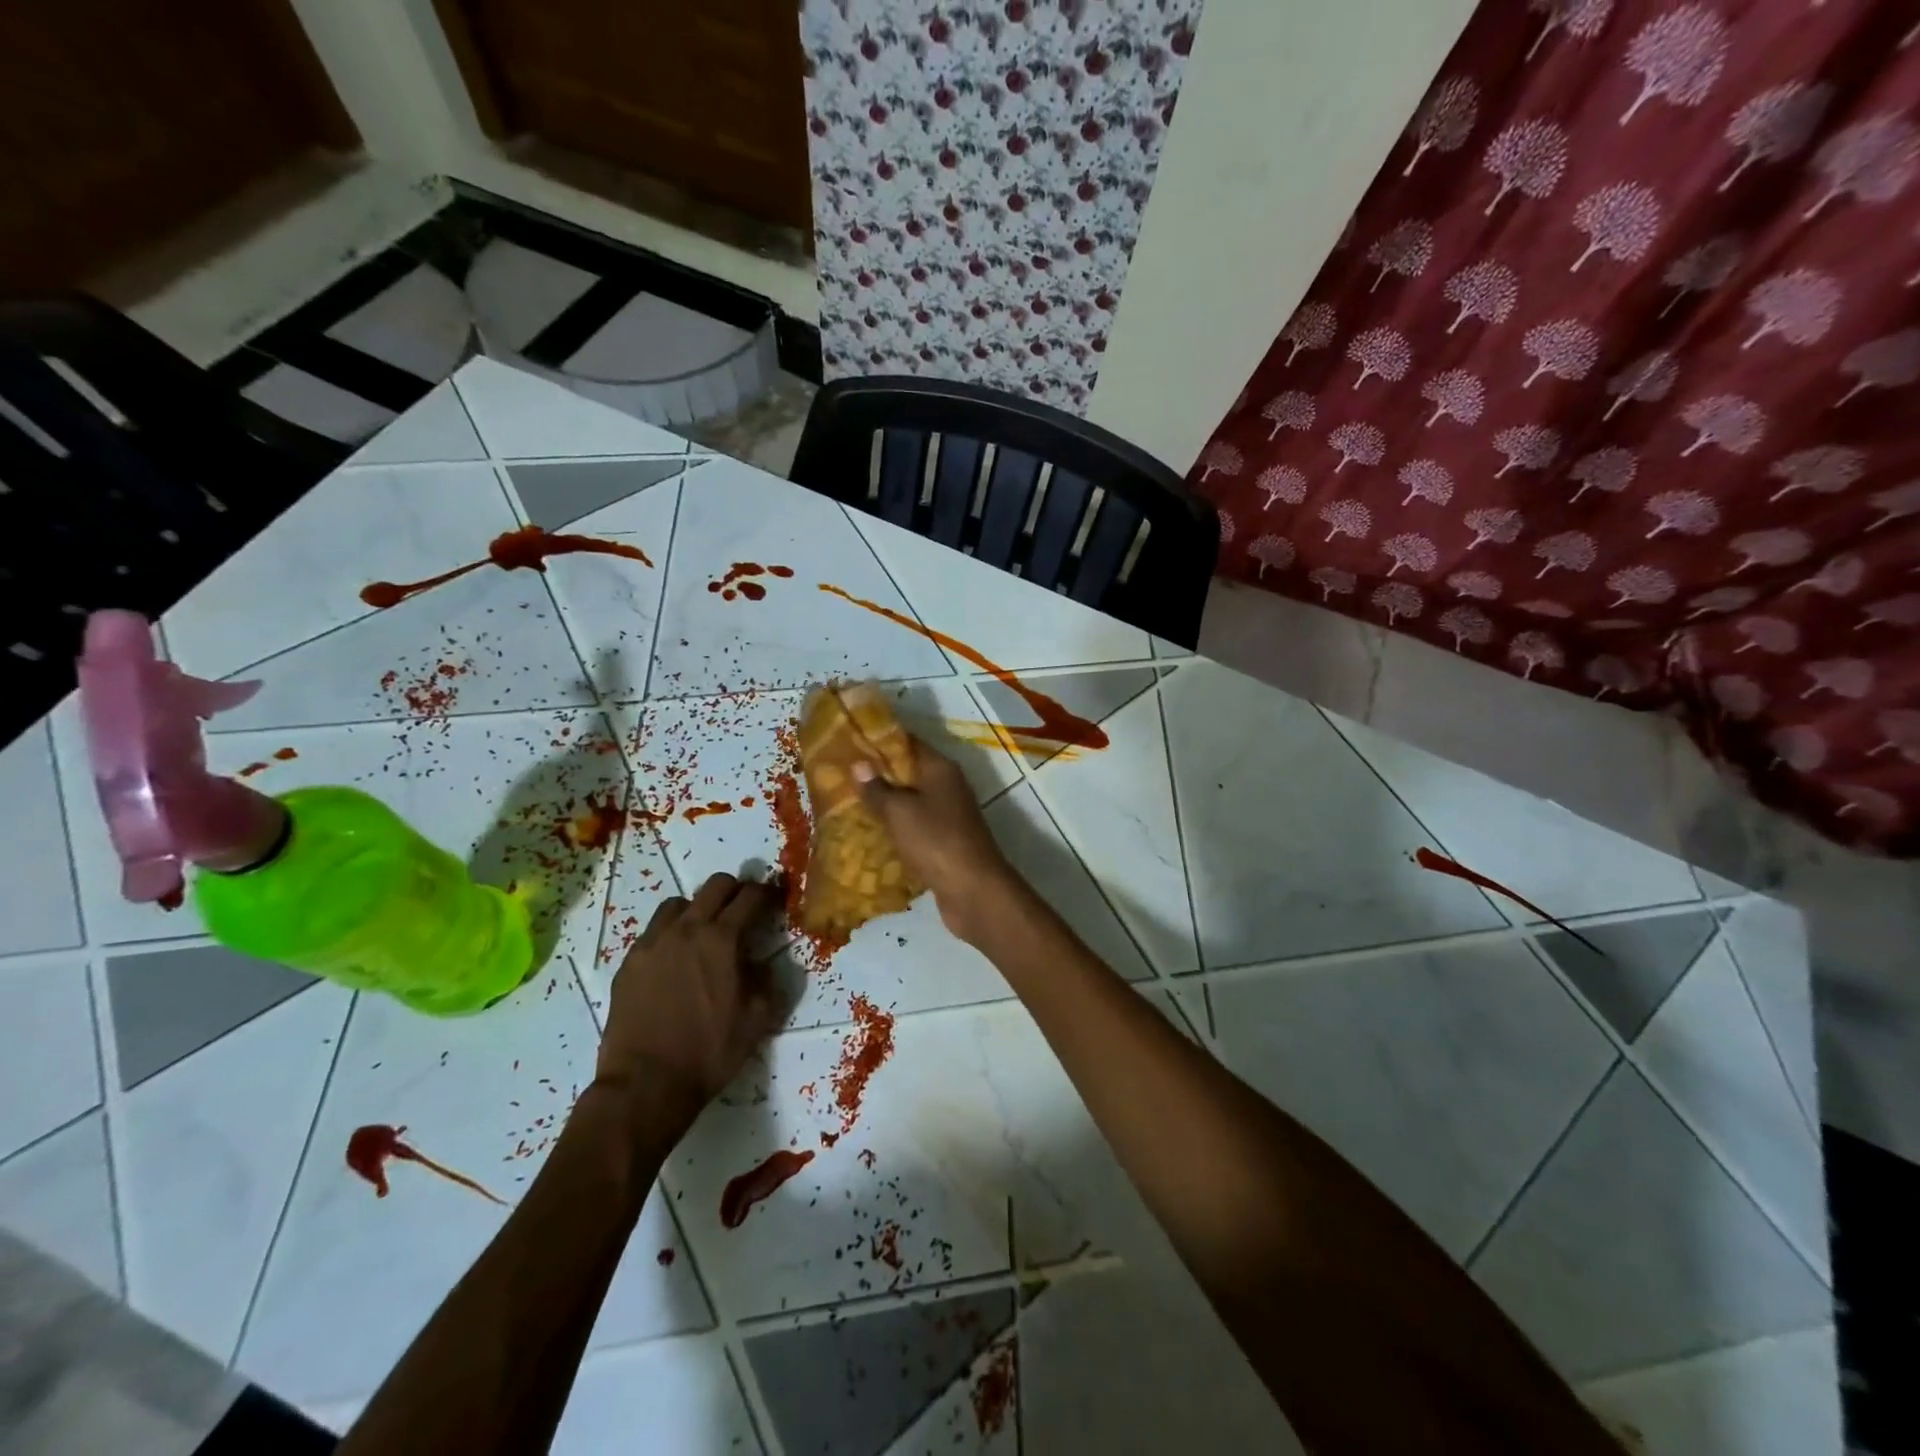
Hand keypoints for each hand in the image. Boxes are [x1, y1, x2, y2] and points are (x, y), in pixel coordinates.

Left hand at [595, 873, 784, 1124]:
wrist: (646, 1084)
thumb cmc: (709, 1052)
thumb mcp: (758, 1019)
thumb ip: (768, 981)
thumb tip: (764, 963)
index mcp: (722, 939)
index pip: (751, 896)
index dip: (768, 893)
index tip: (775, 899)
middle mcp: (686, 929)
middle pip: (716, 885)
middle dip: (736, 891)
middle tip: (744, 912)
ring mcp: (653, 943)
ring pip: (680, 903)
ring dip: (699, 909)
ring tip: (704, 934)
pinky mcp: (630, 962)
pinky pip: (654, 931)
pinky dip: (671, 933)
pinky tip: (676, 960)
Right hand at [853, 737, 1021, 942]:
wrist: (973, 890)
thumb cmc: (936, 841)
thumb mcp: (900, 811)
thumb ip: (878, 788)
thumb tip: (859, 764)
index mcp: (940, 769)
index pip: (908, 742)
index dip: (879, 740)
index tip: (849, 741)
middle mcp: (948, 786)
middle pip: (909, 772)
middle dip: (878, 774)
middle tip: (840, 774)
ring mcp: (949, 815)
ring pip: (911, 801)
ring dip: (885, 803)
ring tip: (847, 802)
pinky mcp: (945, 842)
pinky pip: (915, 827)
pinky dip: (896, 828)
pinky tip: (870, 834)